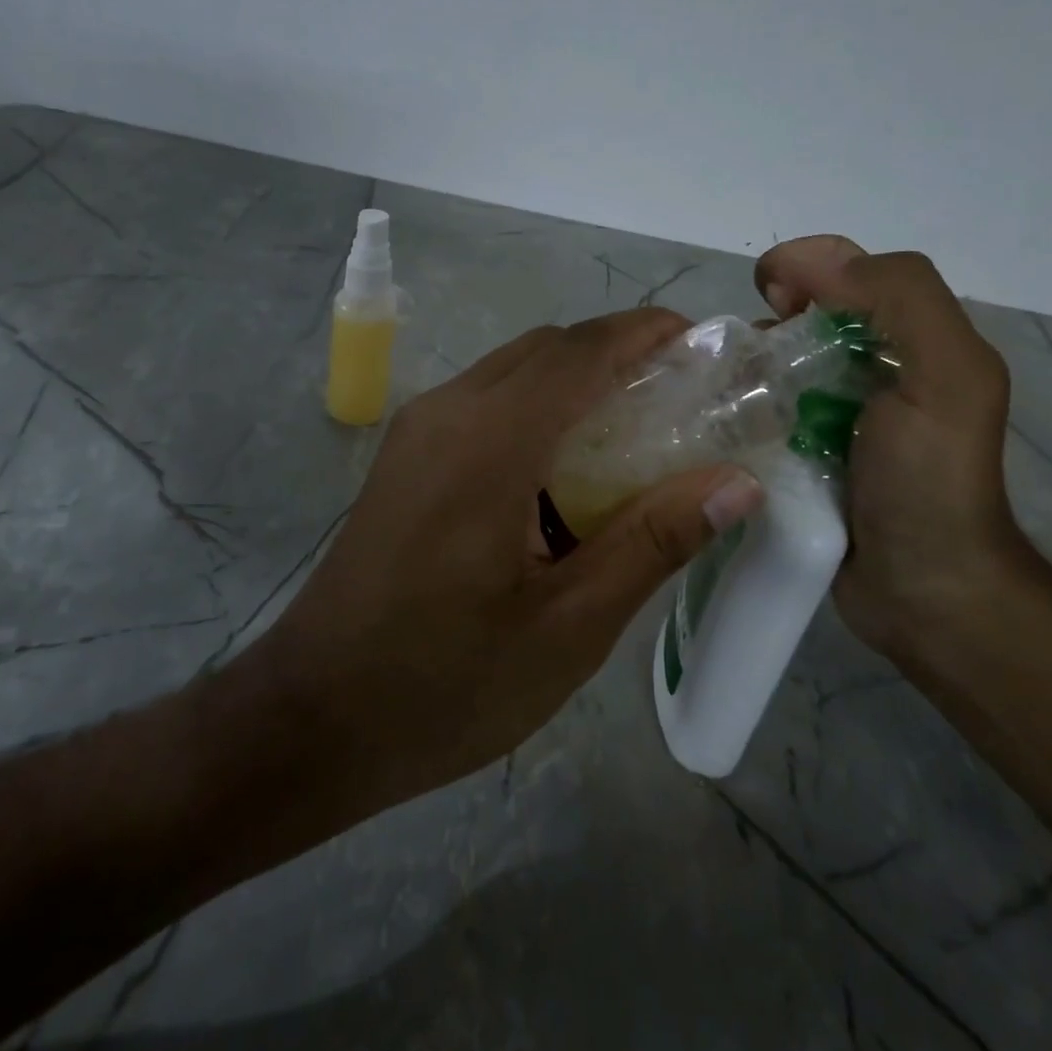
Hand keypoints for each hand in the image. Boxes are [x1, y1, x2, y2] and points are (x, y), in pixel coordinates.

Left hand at [260, 310, 764, 812]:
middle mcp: (448, 411)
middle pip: (547, 349)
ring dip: (576, 383)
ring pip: (513, 372)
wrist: (314, 716)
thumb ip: (654, 541)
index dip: (647, 333)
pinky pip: (484, 404)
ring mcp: (417, 430)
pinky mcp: (405, 457)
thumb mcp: (569, 625)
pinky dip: (537, 411)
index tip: (705, 345)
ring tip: (636, 437)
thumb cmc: (447, 682)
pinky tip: (565, 474)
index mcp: (489, 439)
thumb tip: (737, 482)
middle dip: (617, 355)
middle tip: (682, 402)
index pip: (582, 351)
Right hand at [754, 236, 1030, 654]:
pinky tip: (721, 419)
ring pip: (778, 362)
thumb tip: (809, 263)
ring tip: (721, 390)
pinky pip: (762, 409)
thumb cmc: (930, 481)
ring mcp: (834, 414)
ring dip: (747, 364)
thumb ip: (900, 300)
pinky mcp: (802, 451)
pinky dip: (739, 405)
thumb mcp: (946, 376)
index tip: (768, 296)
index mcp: (914, 340)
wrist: (921, 592)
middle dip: (769, 319)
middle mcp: (875, 369)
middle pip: (807, 316)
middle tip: (744, 354)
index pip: (851, 273)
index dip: (806, 267)